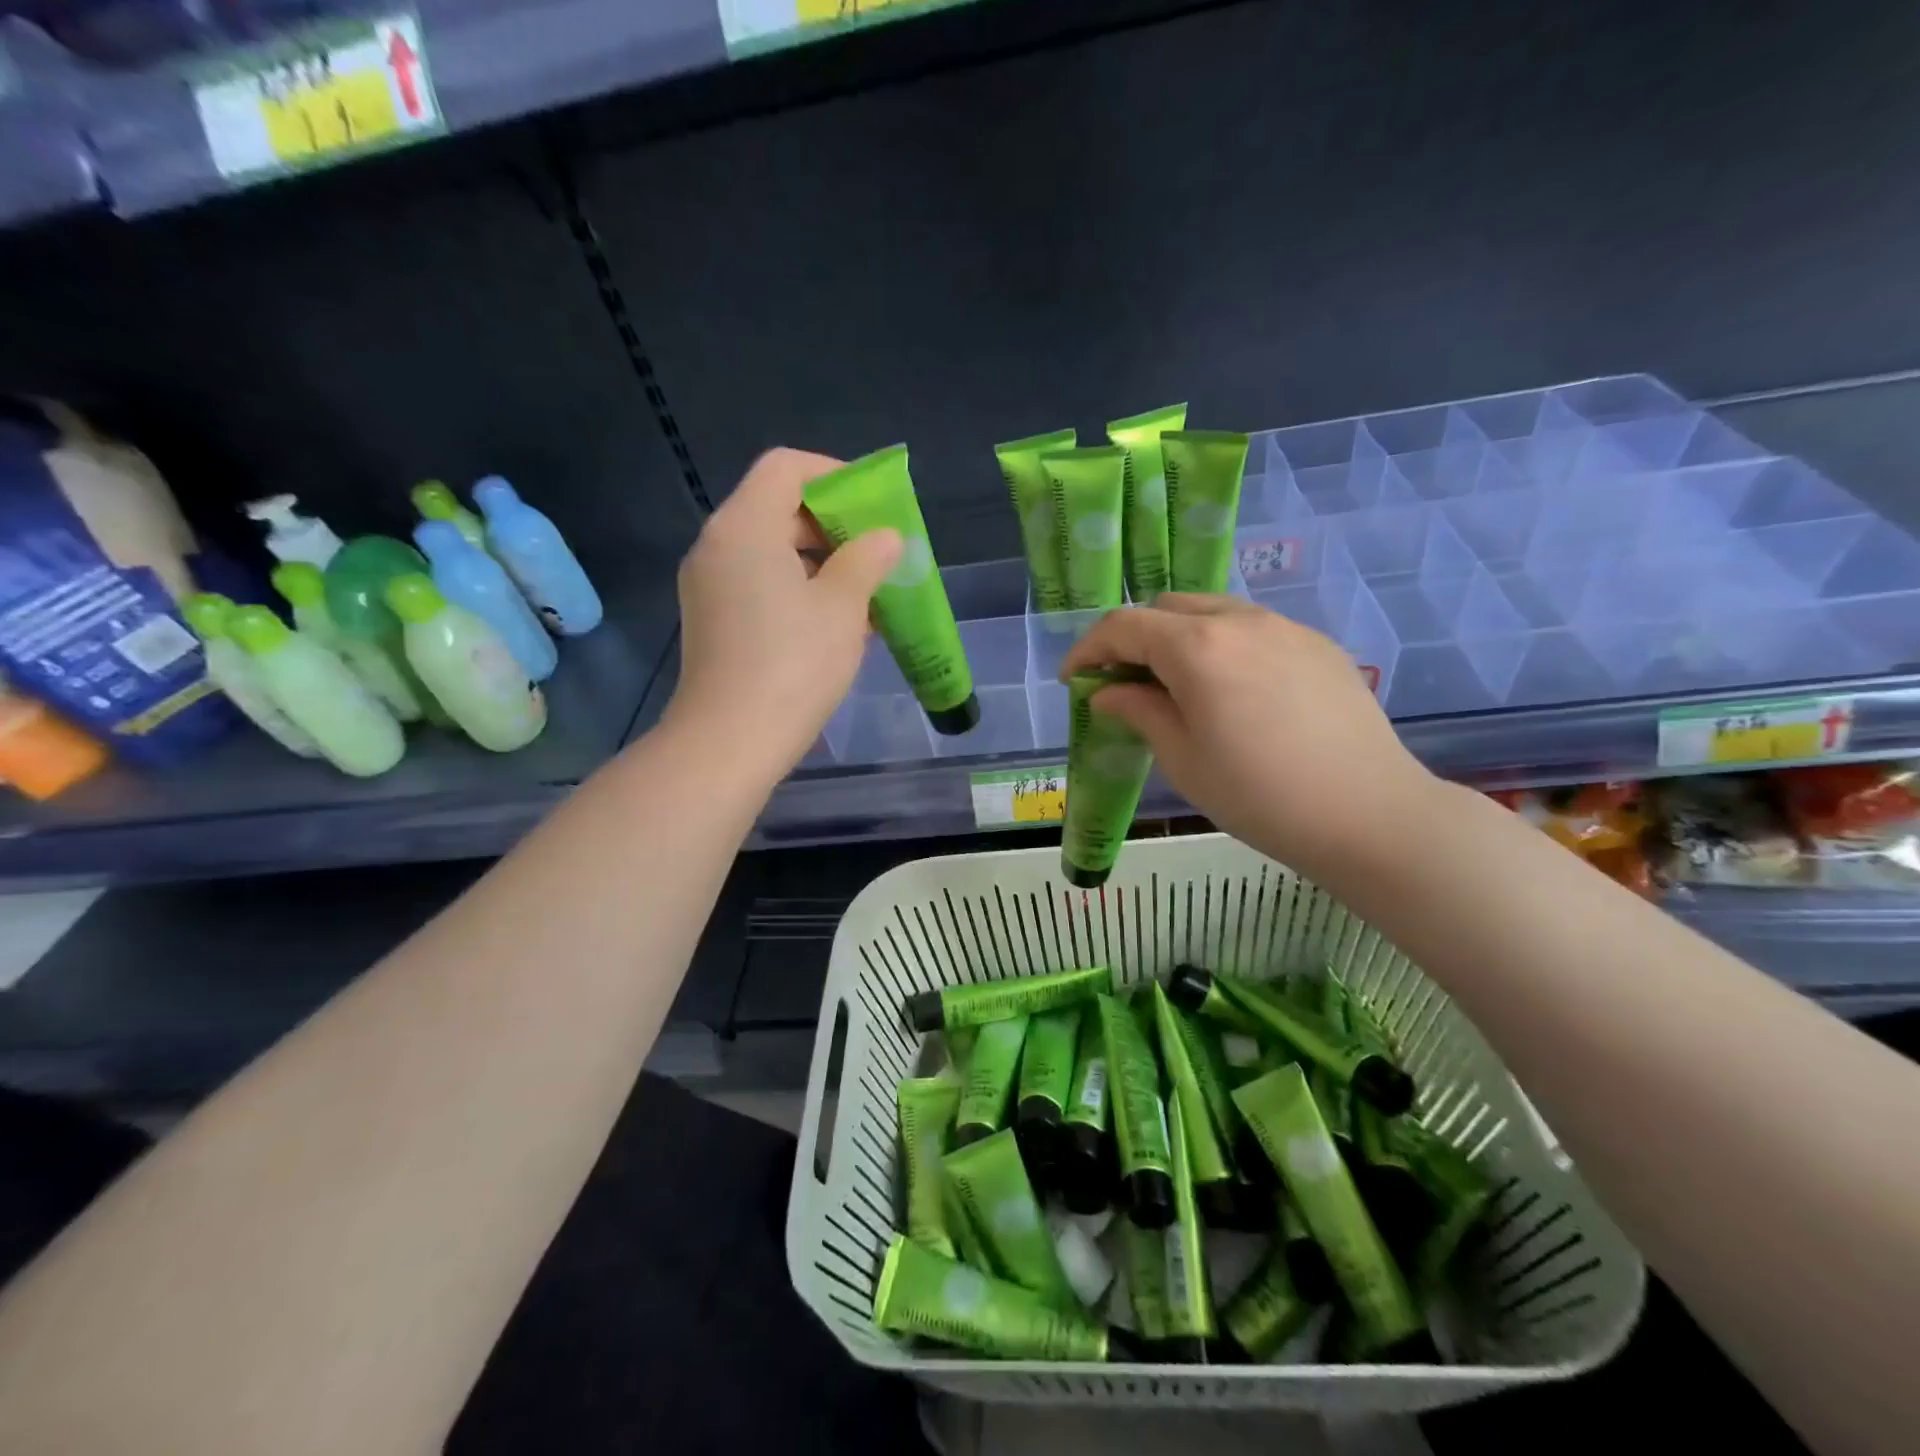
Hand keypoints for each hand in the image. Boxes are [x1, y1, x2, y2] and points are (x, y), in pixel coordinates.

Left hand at [666, 449, 900, 777]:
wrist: (729, 742)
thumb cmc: (792, 665)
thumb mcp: (843, 607)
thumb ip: (868, 560)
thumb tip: (886, 538)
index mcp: (745, 527)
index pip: (786, 467)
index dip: (834, 475)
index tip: (872, 507)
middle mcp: (718, 545)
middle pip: (777, 507)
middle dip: (833, 525)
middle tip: (877, 552)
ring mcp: (710, 585)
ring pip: (770, 550)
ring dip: (820, 562)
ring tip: (866, 592)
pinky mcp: (713, 620)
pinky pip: (759, 584)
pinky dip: (798, 589)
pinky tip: (836, 623)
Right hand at [1059, 594, 1439, 879]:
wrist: (1370, 815)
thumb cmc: (1259, 796)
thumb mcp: (1182, 759)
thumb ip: (1139, 711)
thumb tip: (1108, 692)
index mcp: (1197, 647)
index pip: (1123, 627)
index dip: (1088, 649)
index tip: (1072, 679)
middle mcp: (1239, 620)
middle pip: (1166, 608)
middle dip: (1133, 638)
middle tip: (1122, 682)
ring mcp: (1285, 627)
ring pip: (1212, 612)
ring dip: (1178, 637)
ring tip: (1174, 684)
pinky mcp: (1317, 644)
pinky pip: (1252, 629)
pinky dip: (1222, 645)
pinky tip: (1231, 690)